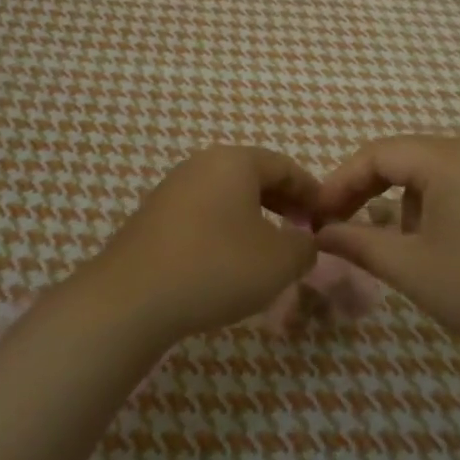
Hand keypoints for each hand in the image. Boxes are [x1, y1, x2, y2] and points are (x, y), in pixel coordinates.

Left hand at [83, 146, 321, 345]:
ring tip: (268, 249)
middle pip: (254, 176)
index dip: (311, 191)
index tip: (328, 216)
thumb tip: (305, 241)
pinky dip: (225, 229)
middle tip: (302, 231)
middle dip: (283, 202)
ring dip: (253, 217)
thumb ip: (305, 246)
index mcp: (235, 161)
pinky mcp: (153, 217)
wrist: (132, 299)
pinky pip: (202, 214)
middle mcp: (201, 164)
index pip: (285, 166)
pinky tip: (229, 261)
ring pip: (226, 196)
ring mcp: (172, 189)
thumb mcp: (280, 261)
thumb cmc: (217, 267)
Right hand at [313, 134, 459, 375]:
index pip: (378, 154)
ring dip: (406, 201)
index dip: (341, 182)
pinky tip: (440, 241)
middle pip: (406, 157)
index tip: (317, 215)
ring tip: (399, 246)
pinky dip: (438, 203)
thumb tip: (320, 232)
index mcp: (452, 157)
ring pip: (434, 170)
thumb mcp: (412, 269)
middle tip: (341, 225)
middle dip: (370, 191)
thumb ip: (358, 242)